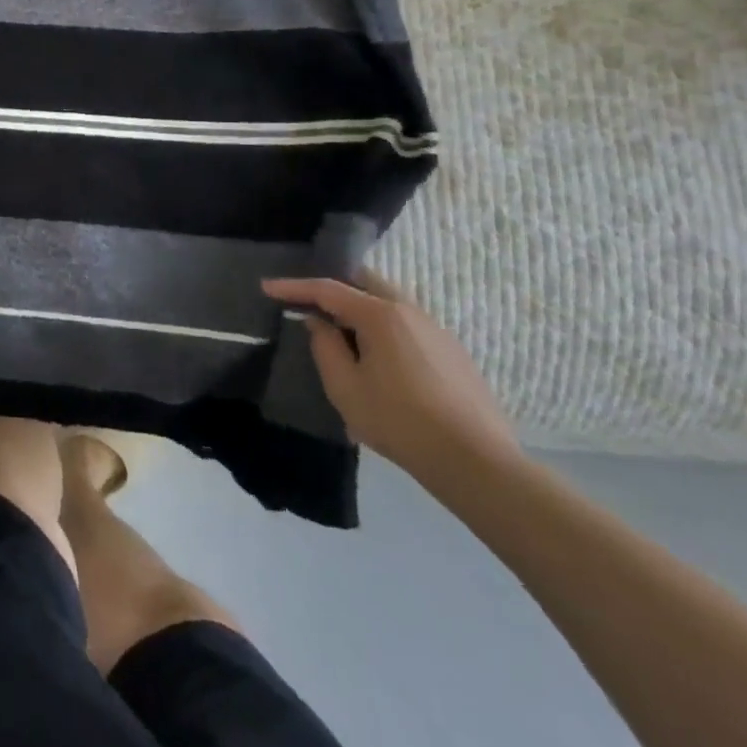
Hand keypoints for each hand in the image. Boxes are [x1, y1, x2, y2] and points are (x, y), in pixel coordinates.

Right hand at [262, 271, 521, 490]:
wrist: (478, 463)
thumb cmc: (401, 422)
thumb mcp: (346, 388)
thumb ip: (325, 347)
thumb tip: (318, 322)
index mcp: (380, 314)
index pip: (328, 289)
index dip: (294, 287)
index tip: (267, 287)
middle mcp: (409, 310)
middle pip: (364, 282)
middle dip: (333, 287)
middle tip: (307, 302)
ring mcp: (436, 330)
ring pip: (389, 301)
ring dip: (360, 307)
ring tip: (341, 330)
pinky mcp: (453, 352)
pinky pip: (407, 323)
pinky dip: (383, 326)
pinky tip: (378, 355)